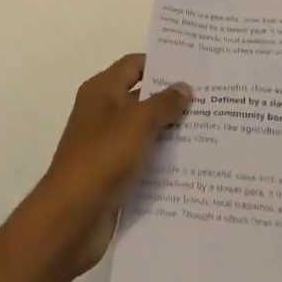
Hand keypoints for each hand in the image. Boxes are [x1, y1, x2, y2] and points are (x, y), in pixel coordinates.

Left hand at [29, 54, 191, 277]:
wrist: (71, 218)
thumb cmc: (102, 158)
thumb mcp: (137, 123)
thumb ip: (163, 103)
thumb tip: (184, 87)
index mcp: (102, 91)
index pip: (135, 64)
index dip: (162, 63)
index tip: (194, 67)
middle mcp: (103, 113)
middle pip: (142, 96)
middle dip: (172, 98)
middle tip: (210, 98)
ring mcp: (107, 145)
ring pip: (145, 129)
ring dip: (170, 130)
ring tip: (209, 128)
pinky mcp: (113, 174)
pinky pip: (143, 158)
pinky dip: (162, 158)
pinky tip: (191, 162)